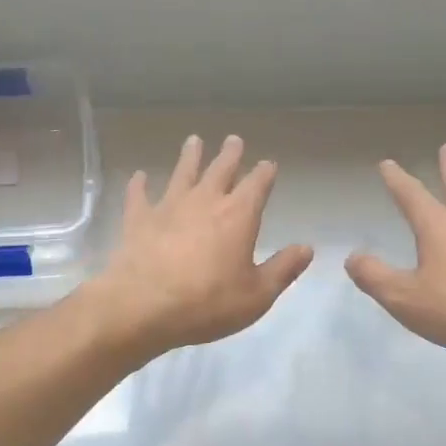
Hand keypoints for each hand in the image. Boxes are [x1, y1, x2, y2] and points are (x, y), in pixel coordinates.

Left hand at [85, 135, 313, 358]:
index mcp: (238, 216)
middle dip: (230, 155)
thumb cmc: (208, 303)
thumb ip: (283, 269)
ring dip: (190, 157)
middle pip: (220, 170)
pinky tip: (139, 176)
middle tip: (233, 140)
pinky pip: (139, 196)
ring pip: (182, 173)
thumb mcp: (257, 294)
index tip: (268, 164)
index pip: (257, 185)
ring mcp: (169, 207)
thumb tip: (307, 248)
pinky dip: (139, 185)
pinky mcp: (138, 220)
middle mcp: (205, 201)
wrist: (144, 305)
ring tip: (193, 141)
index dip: (264, 173)